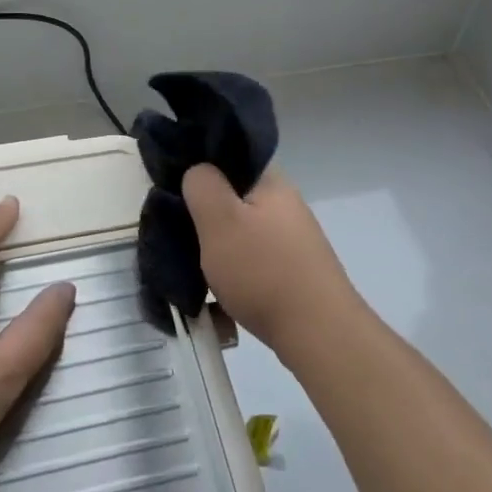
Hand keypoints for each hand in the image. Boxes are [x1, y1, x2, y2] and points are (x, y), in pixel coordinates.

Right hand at [182, 164, 364, 359]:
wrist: (318, 334)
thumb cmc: (263, 270)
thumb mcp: (219, 220)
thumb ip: (202, 185)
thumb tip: (197, 172)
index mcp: (270, 181)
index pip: (228, 158)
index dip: (198, 171)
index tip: (173, 194)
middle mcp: (284, 204)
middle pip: (231, 199)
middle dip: (203, 218)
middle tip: (177, 238)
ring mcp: (291, 240)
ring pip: (239, 234)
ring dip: (216, 252)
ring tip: (194, 272)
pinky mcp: (292, 271)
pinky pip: (251, 264)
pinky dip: (232, 277)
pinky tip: (216, 300)